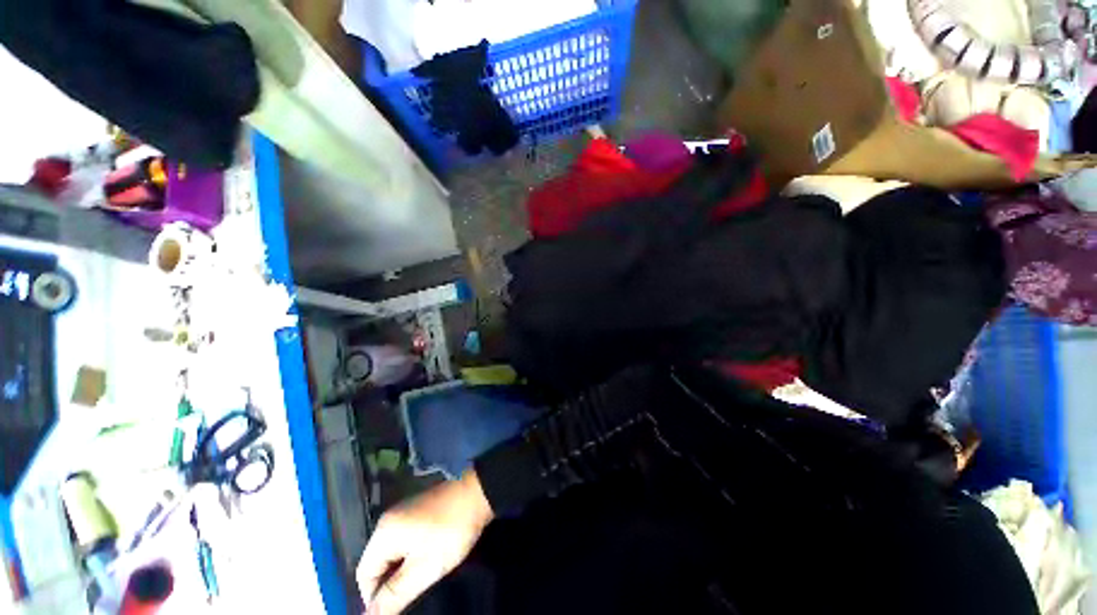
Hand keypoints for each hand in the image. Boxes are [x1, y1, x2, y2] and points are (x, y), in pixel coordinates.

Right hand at [357, 471, 494, 614]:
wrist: (479, 493)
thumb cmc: (451, 532)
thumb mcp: (424, 569)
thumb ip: (395, 595)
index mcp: (384, 532)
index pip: (364, 574)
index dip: (374, 597)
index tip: (395, 608)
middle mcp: (388, 519)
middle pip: (376, 562)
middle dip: (388, 583)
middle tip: (408, 597)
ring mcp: (404, 511)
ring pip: (391, 551)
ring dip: (400, 570)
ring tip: (417, 583)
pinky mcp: (418, 509)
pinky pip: (403, 539)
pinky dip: (409, 554)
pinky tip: (424, 561)